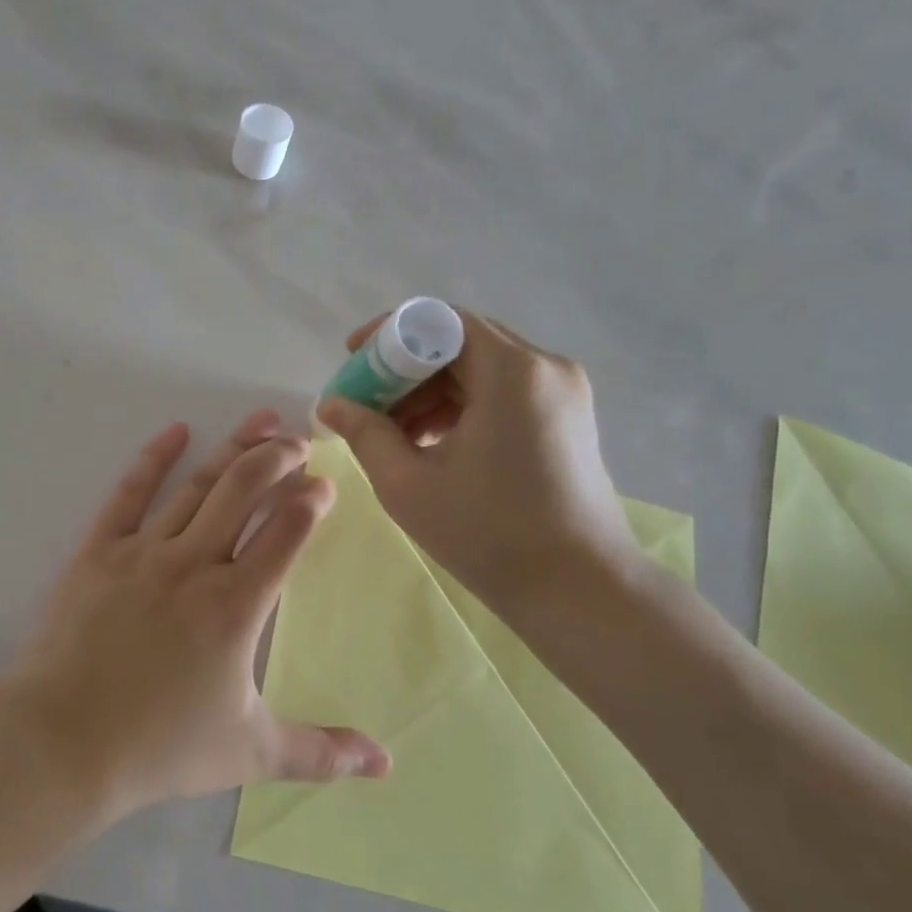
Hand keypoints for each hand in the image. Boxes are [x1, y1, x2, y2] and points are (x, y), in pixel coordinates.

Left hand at [8, 409, 389, 819]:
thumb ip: (321, 752)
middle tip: (300, 438)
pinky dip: (153, 458)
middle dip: (278, 458)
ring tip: (261, 421)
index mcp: (236, 604)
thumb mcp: (250, 753)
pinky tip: (176, 430)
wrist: (62, 742)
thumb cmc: (159, 747)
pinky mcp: (98, 551)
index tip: (325, 484)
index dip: (311, 501)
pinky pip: (129, 493)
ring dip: (234, 449)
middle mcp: (195, 563)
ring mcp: (143, 551)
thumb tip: (385, 764)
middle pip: (245, 491)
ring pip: (198, 486)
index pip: (286, 532)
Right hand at [315, 311, 638, 618]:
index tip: (352, 362)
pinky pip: (504, 391)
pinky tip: (434, 444)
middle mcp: (545, 366)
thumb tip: (331, 403)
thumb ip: (364, 433)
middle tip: (366, 404)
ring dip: (431, 390)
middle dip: (405, 368)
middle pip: (460, 341)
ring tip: (395, 434)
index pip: (439, 320)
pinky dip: (463, 406)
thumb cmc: (489, 535)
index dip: (388, 335)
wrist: (581, 591)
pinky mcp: (568, 417)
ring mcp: (564, 391)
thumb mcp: (409, 484)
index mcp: (511, 371)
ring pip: (481, 367)